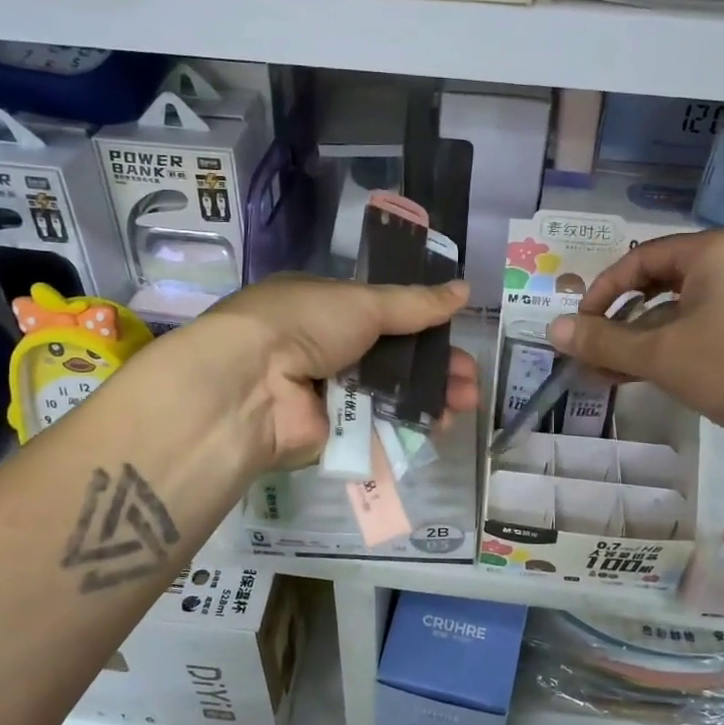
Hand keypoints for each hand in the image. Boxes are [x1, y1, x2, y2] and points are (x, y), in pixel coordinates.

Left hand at [176, 275, 478, 471]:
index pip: (384, 315)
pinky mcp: (332, 434)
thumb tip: (463, 289)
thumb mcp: (362, 302)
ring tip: (468, 400)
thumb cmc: (304, 324)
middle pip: (393, 359)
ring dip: (431, 396)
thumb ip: (415, 304)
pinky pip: (378, 429)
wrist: (252, 385)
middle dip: (436, 367)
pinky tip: (442, 424)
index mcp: (326, 309)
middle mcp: (326, 349)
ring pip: (391, 395)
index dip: (423, 324)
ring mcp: (329, 394)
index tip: (456, 333)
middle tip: (471, 378)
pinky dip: (410, 426)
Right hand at [546, 230, 723, 485]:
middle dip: (617, 322)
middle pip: (658, 286)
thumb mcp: (661, 354)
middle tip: (588, 351)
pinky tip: (634, 379)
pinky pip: (698, 337)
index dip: (602, 291)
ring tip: (601, 374)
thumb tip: (551, 330)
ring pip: (676, 317)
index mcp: (716, 253)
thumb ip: (604, 341)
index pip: (641, 259)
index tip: (579, 325)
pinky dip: (665, 355)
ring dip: (637, 344)